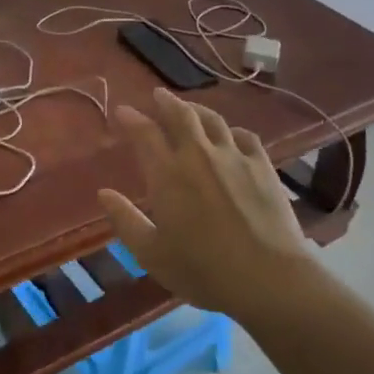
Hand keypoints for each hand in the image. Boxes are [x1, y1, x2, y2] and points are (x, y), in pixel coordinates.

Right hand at [98, 88, 319, 319]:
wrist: (269, 278)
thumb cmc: (202, 270)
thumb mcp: (152, 254)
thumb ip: (125, 220)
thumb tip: (104, 193)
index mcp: (167, 174)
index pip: (144, 133)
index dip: (131, 118)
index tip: (123, 111)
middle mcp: (198, 155)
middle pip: (181, 115)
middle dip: (166, 101)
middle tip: (158, 95)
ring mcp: (234, 157)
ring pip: (213, 120)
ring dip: (197, 109)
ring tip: (190, 108)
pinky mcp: (263, 167)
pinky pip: (245, 136)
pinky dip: (232, 130)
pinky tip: (231, 135)